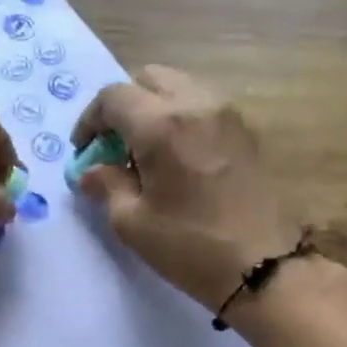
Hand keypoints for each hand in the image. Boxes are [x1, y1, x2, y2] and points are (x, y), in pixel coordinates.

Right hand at [72, 66, 302, 309]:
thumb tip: (91, 172)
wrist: (263, 266)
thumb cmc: (189, 246)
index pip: (113, 97)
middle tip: (113, 147)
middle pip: (148, 80)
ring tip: (145, 155)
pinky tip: (177, 160)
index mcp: (161, 125)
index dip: (89, 121)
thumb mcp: (133, 223)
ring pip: (179, 88)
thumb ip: (107, 186)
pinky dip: (181, 120)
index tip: (83, 151)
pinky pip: (203, 107)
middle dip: (123, 107)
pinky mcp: (246, 131)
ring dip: (154, 110)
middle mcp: (196, 104)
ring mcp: (227, 114)